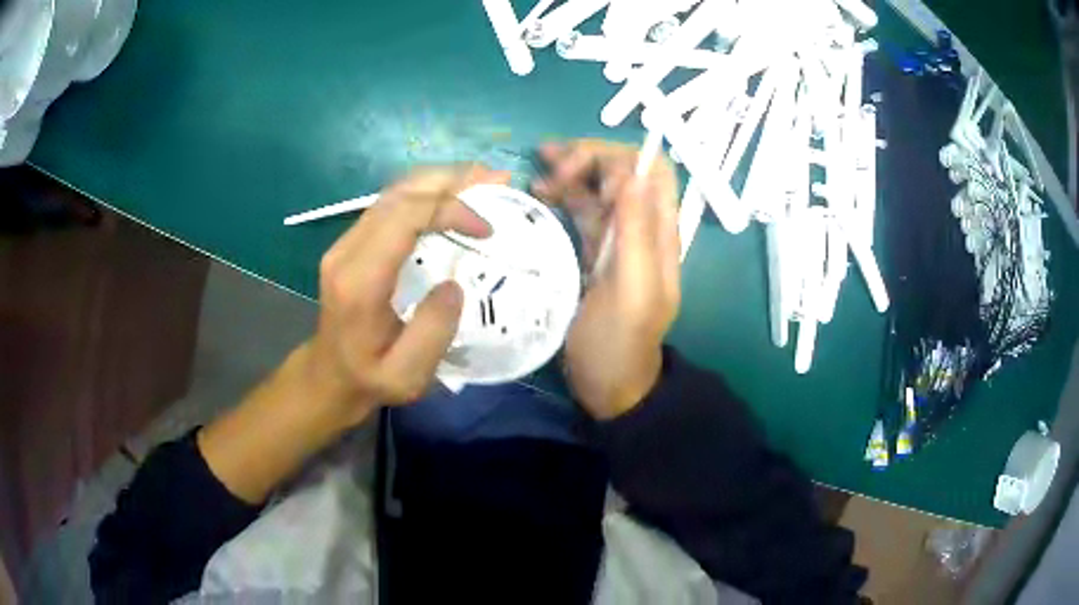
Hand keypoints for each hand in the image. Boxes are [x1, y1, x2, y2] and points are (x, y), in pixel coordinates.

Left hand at [306, 165, 508, 425]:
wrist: (328, 376)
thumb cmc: (368, 379)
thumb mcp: (406, 377)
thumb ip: (432, 333)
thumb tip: (454, 285)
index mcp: (360, 280)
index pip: (404, 217)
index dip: (449, 209)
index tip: (487, 229)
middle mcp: (347, 250)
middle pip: (399, 193)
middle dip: (451, 180)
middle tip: (497, 179)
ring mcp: (346, 242)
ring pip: (394, 192)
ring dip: (440, 181)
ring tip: (483, 180)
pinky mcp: (352, 242)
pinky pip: (391, 204)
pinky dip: (426, 194)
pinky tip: (453, 196)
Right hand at [533, 140, 680, 418]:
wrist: (609, 383)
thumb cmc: (619, 342)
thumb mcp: (632, 289)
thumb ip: (637, 231)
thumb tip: (630, 174)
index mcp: (659, 232)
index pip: (652, 169)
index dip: (619, 159)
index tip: (582, 175)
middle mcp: (642, 227)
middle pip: (623, 171)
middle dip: (588, 158)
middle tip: (548, 166)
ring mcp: (617, 238)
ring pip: (599, 187)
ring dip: (571, 172)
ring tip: (536, 178)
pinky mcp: (595, 251)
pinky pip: (582, 211)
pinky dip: (563, 197)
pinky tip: (539, 197)